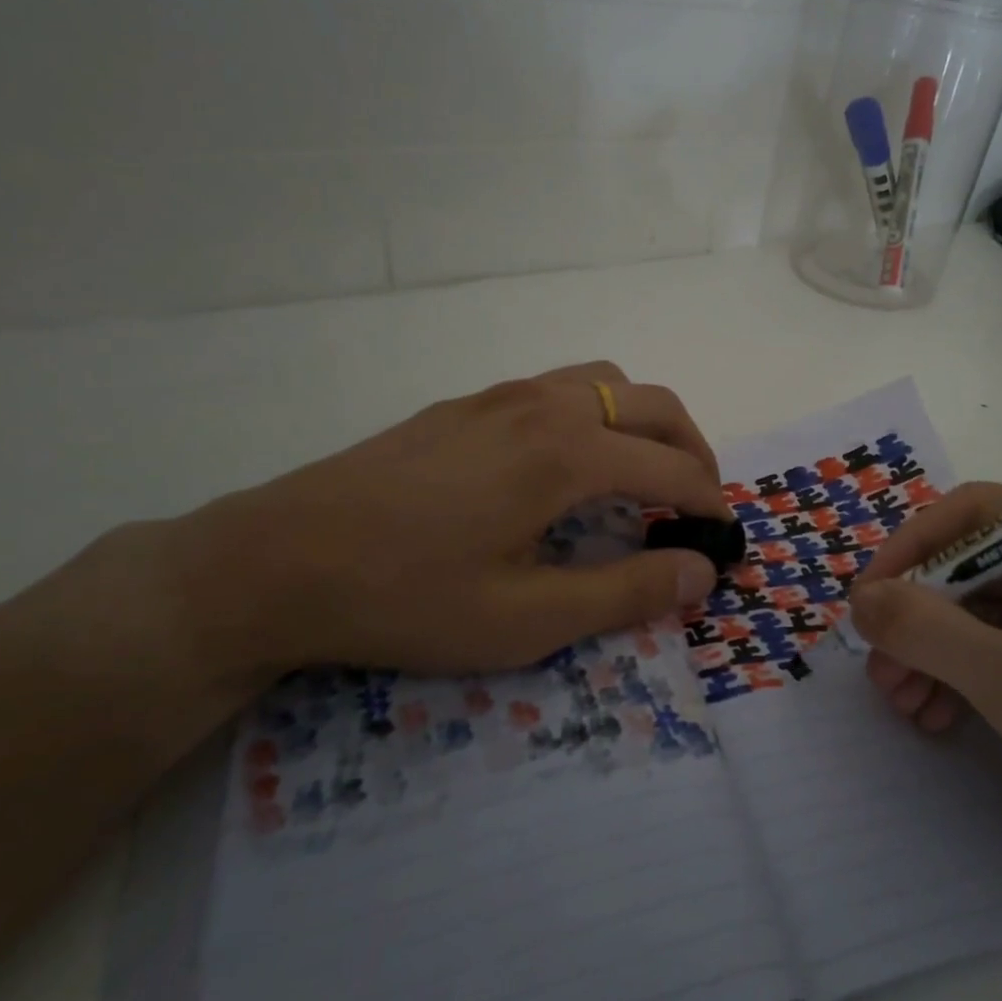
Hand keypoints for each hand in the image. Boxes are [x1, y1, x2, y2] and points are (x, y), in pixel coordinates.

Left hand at [177, 363, 730, 684]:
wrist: (277, 561)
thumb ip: (625, 592)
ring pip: (605, 382)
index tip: (724, 539)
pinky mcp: (467, 403)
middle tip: (697, 502)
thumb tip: (701, 571)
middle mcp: (545, 404)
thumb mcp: (526, 618)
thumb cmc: (407, 597)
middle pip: (652, 404)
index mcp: (568, 453)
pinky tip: (568, 464)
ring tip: (642, 475)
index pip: (673, 468)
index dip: (710, 503)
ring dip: (643, 421)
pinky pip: (558, 388)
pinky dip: (596, 414)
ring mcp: (501, 395)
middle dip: (692, 448)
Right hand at [849, 484, 1001, 930]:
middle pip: (976, 567)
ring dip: (932, 652)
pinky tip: (932, 716)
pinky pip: (999, 652)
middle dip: (921, 617)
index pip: (981, 514)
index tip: (867, 598)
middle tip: (878, 667)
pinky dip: (959, 678)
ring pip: (981, 613)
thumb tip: (859, 599)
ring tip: (899, 701)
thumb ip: (930, 632)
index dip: (916, 548)